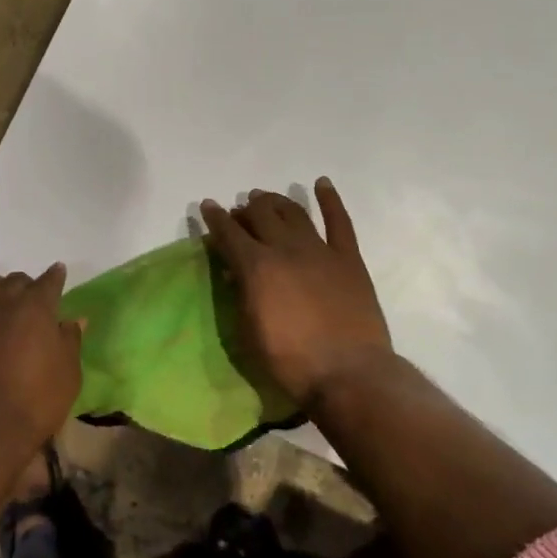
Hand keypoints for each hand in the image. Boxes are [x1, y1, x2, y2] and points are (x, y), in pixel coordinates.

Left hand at [0, 264, 82, 460]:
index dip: (55, 277)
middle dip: (25, 287)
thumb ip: (70, 340)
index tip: (58, 275)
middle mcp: (3, 300)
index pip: (50, 281)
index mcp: (37, 307)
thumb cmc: (36, 403)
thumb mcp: (69, 374)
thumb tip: (74, 319)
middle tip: (27, 303)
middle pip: (15, 279)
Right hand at [199, 180, 392, 408]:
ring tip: (267, 197)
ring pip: (294, 212)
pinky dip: (330, 200)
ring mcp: (320, 250)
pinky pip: (339, 222)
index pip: (229, 233)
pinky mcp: (348, 259)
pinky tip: (321, 184)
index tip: (208, 206)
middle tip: (241, 210)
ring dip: (277, 201)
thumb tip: (235, 272)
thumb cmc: (290, 361)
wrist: (348, 373)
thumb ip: (241, 295)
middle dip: (246, 209)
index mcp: (256, 267)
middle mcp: (285, 249)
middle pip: (261, 215)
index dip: (215, 218)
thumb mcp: (249, 331)